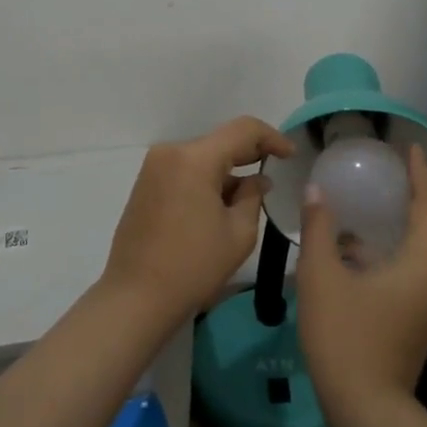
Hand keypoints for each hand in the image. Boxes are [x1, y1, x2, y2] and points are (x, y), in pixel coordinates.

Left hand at [101, 116, 295, 324]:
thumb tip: (257, 180)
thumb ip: (253, 196)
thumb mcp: (238, 233)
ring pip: (201, 156)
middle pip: (219, 142)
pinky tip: (220, 203)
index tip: (291, 155)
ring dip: (226, 169)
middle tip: (275, 171)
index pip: (243, 130)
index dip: (272, 137)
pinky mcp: (145, 184)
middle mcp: (170, 152)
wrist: (136, 297)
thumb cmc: (193, 266)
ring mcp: (153, 167)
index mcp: (194, 159)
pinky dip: (205, 179)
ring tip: (249, 195)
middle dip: (249, 154)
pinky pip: (184, 170)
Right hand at [295, 144, 426, 423]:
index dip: (422, 175)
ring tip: (393, 218)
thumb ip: (320, 228)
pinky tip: (375, 258)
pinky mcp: (425, 324)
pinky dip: (416, 256)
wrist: (366, 407)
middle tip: (408, 189)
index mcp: (422, 263)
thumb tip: (318, 191)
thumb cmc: (344, 335)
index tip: (412, 149)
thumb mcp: (321, 276)